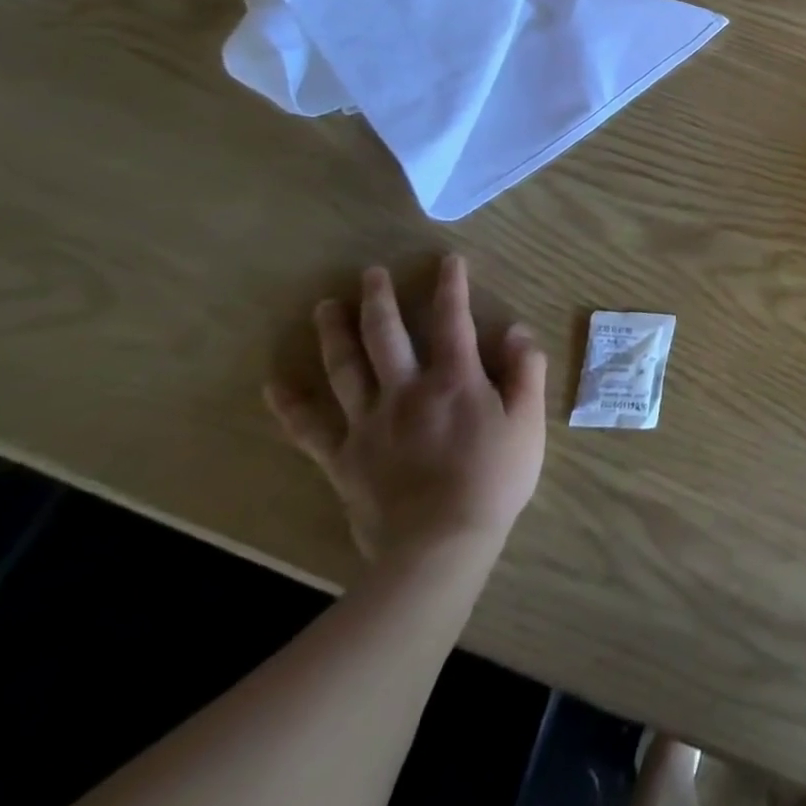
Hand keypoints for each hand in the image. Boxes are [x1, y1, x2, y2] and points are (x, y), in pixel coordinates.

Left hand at [265, 255, 547, 565]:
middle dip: (380, 300)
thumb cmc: (494, 479)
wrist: (440, 545)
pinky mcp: (342, 457)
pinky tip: (276, 383)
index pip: (453, 321)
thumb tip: (516, 330)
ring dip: (334, 334)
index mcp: (456, 380)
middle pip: (387, 336)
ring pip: (345, 368)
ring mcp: (369, 423)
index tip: (448, 260)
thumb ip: (525, 371)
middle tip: (370, 273)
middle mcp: (407, 391)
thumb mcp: (528, 422)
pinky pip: (309, 427)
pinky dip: (291, 403)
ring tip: (325, 306)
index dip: (451, 287)